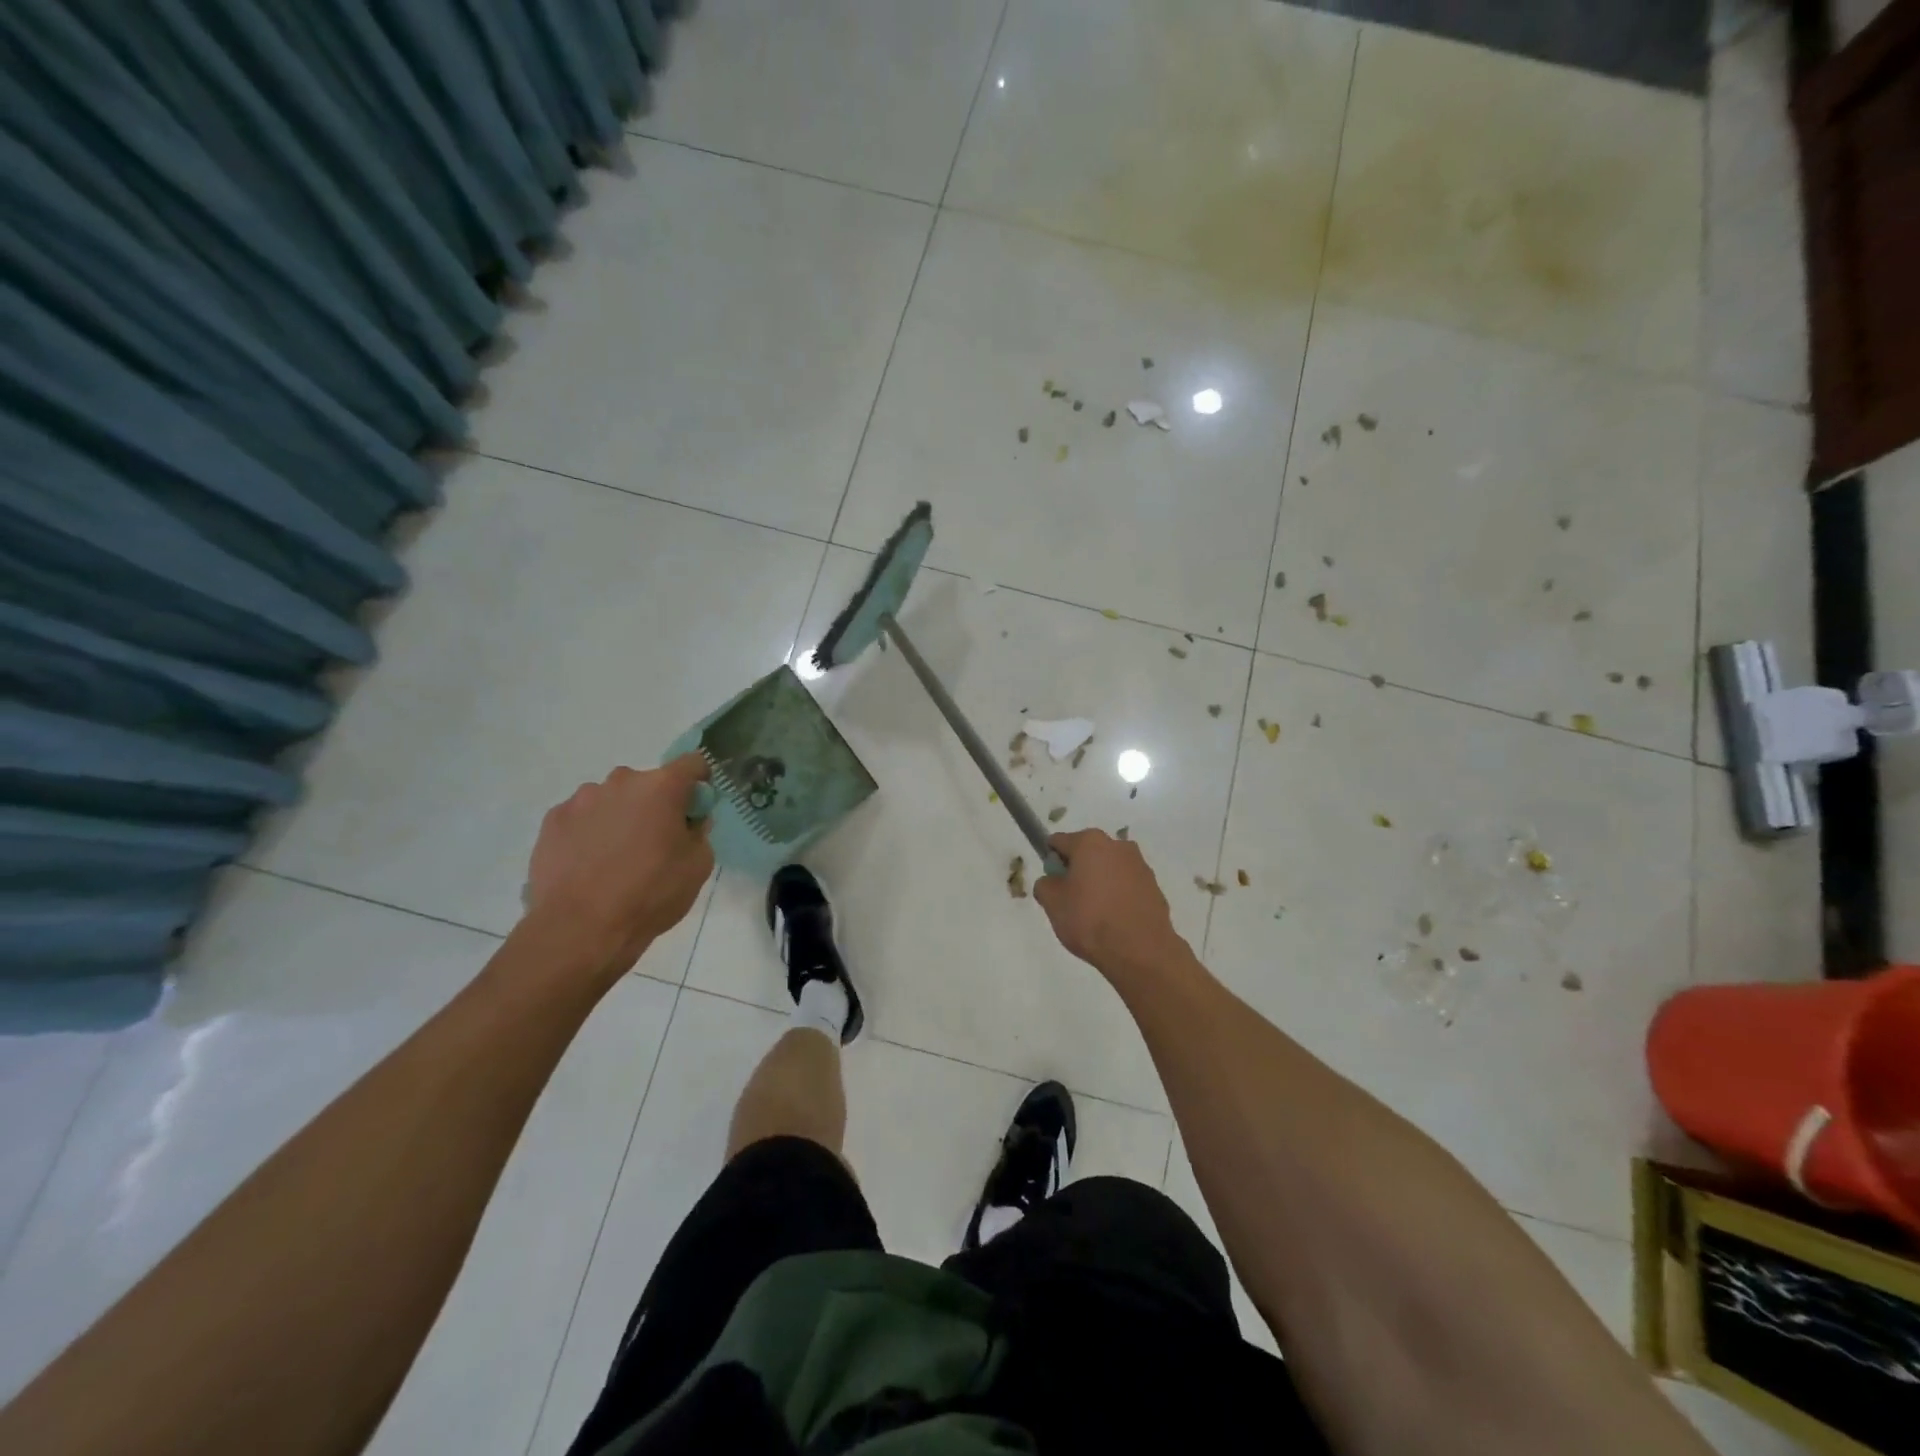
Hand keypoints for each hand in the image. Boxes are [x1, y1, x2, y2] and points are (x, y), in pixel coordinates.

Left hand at [524, 755, 713, 975]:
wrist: (580, 929)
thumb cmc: (650, 894)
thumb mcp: (697, 867)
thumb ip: (699, 833)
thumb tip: (689, 822)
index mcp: (662, 787)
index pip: (692, 763)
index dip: (699, 782)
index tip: (696, 808)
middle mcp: (620, 782)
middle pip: (647, 783)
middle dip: (654, 804)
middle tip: (655, 842)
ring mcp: (581, 799)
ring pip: (611, 799)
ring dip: (619, 817)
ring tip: (615, 858)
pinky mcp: (552, 820)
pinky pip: (581, 817)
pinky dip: (589, 832)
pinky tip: (588, 865)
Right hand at [1032, 829, 1184, 977]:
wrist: (1140, 951)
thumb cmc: (1090, 920)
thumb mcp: (1052, 904)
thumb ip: (1045, 885)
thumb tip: (1052, 881)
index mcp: (1089, 842)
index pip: (1058, 842)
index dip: (1051, 862)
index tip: (1052, 886)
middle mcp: (1117, 845)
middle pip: (1087, 853)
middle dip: (1077, 871)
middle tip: (1072, 902)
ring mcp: (1140, 864)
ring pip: (1109, 868)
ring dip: (1100, 882)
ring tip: (1096, 914)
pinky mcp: (1154, 886)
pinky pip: (1127, 885)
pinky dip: (1119, 895)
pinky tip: (1115, 919)